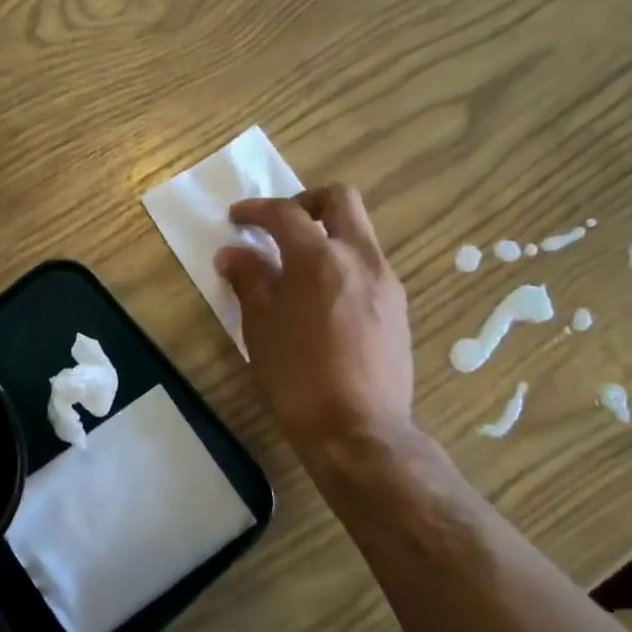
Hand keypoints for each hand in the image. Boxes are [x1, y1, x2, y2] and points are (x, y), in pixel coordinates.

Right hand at [216, 185, 414, 465]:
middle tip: (280, 225)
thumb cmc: (298, 377)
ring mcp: (386, 281)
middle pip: (340, 200)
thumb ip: (248, 280)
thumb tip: (233, 253)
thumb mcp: (260, 327)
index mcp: (319, 258)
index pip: (285, 213)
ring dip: (327, 233)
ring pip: (359, 232)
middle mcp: (360, 257)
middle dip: (306, 202)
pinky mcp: (398, 307)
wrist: (359, 432)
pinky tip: (323, 298)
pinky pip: (369, 265)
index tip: (236, 218)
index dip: (256, 210)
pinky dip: (343, 263)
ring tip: (297, 267)